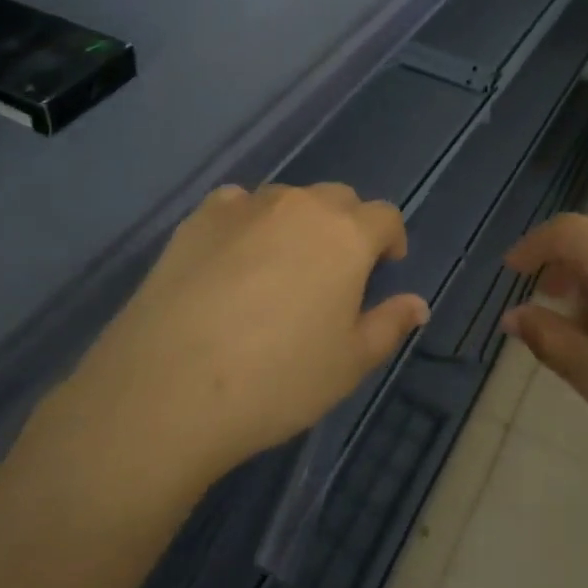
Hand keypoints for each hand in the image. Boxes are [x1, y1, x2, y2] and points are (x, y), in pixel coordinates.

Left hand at [61, 183, 429, 490]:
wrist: (169, 388)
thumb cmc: (277, 380)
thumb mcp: (348, 364)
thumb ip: (388, 325)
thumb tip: (417, 304)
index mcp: (346, 236)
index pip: (385, 216)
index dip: (391, 239)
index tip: (385, 267)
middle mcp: (300, 207)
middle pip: (337, 199)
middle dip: (346, 227)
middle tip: (334, 273)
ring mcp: (245, 207)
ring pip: (287, 200)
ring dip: (296, 223)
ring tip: (280, 268)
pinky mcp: (198, 219)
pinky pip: (237, 205)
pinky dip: (247, 222)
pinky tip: (233, 258)